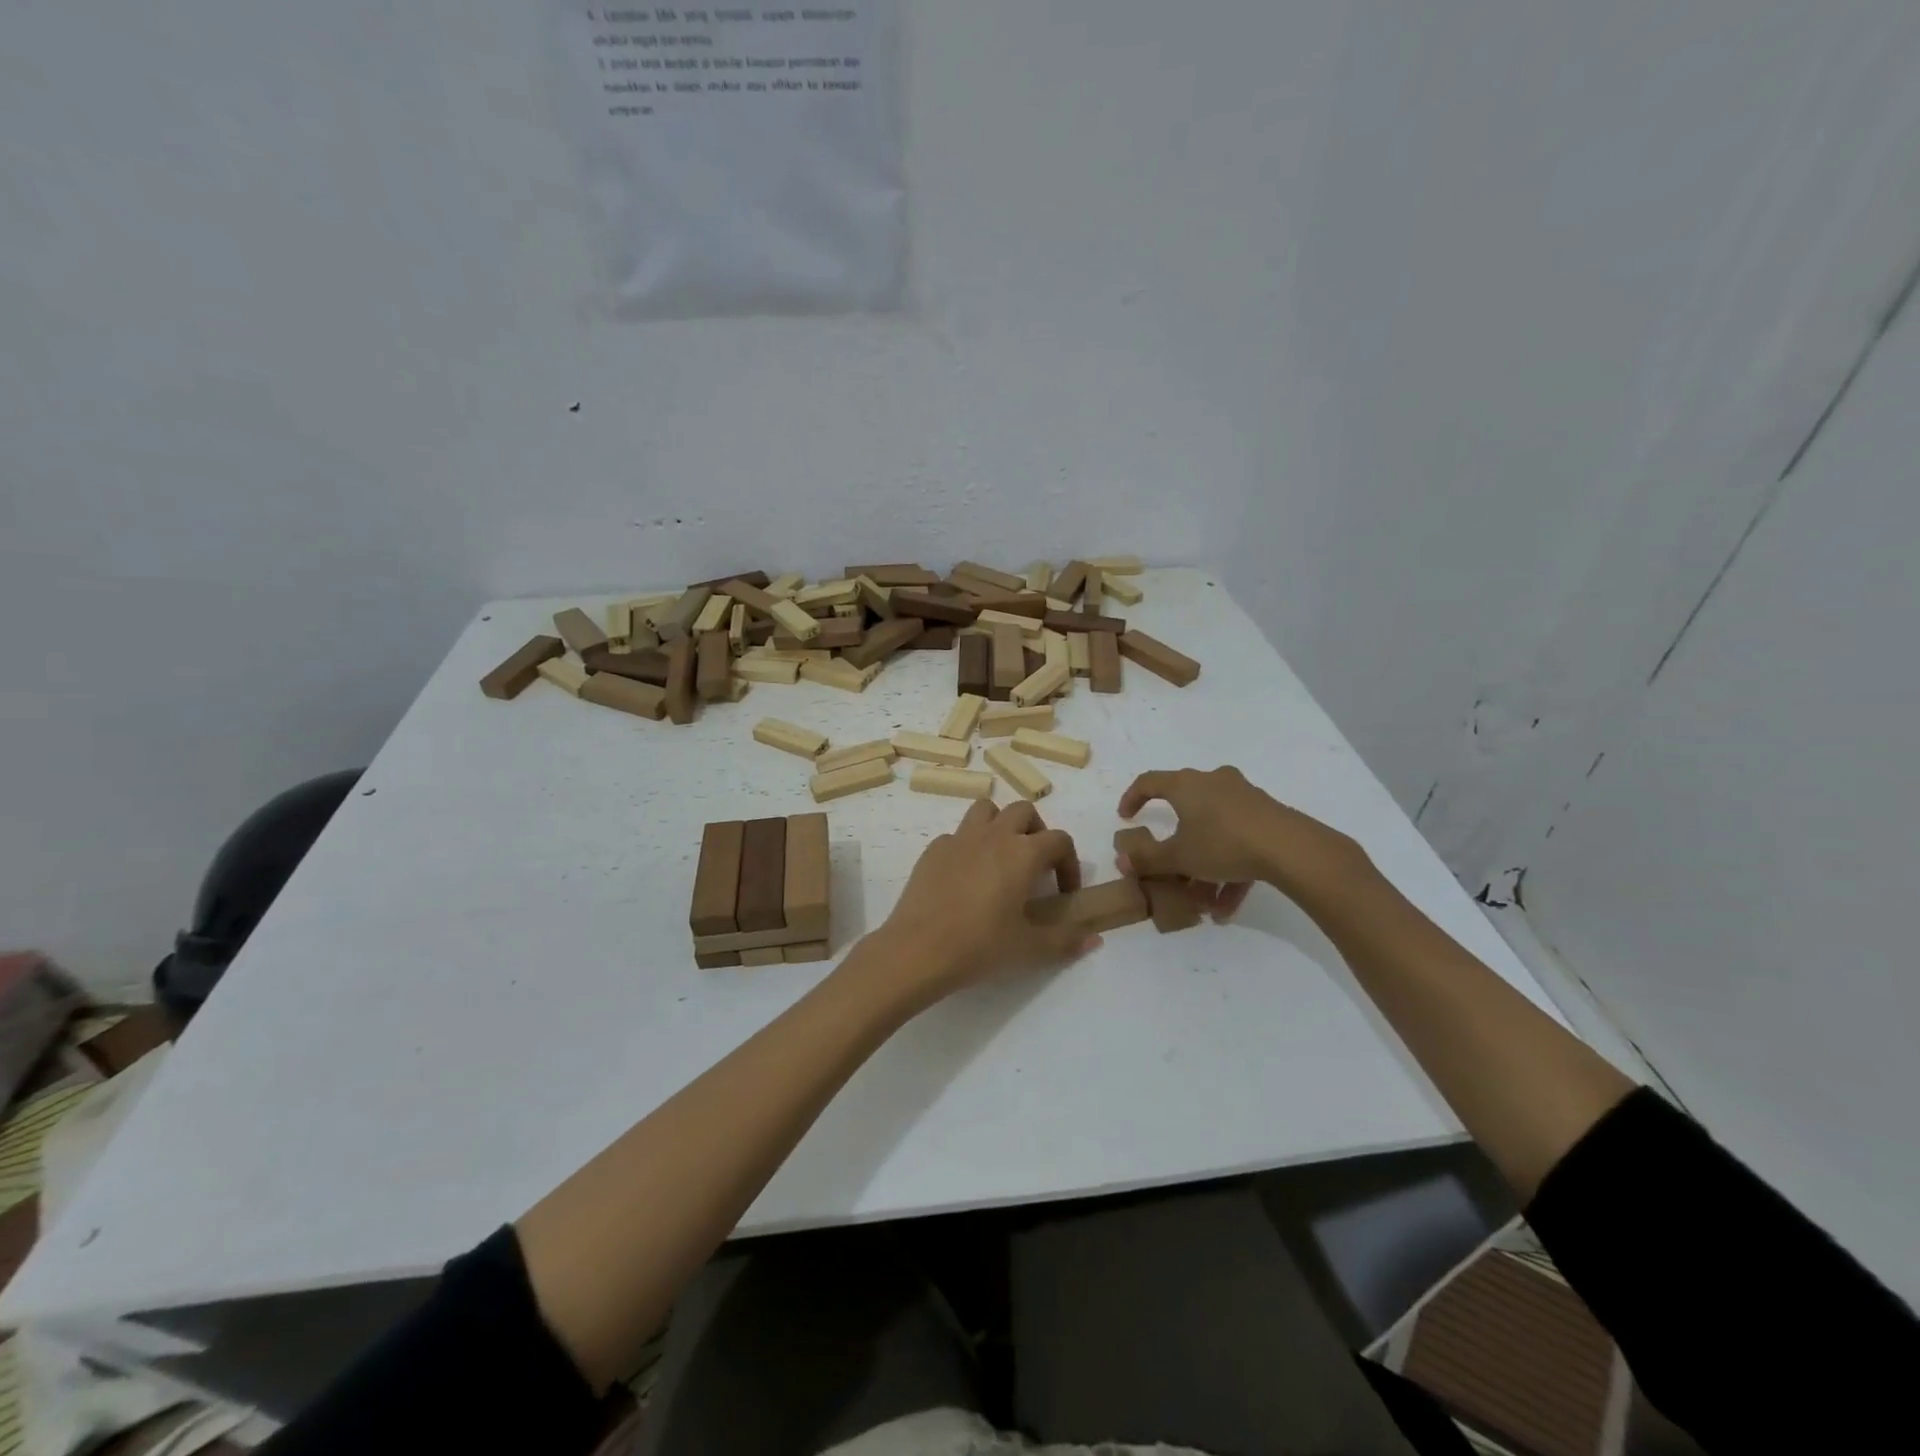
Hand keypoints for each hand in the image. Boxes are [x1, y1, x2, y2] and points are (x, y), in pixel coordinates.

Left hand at [872, 800, 1098, 1006]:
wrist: (918, 949)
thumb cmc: (980, 946)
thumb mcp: (1029, 948)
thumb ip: (1066, 940)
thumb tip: (1094, 938)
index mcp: (1022, 853)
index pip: (1059, 840)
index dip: (1069, 863)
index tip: (1064, 892)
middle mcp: (993, 835)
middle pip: (1023, 811)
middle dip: (1036, 831)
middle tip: (1035, 866)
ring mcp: (959, 838)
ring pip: (986, 810)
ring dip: (1000, 825)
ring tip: (1001, 858)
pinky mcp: (933, 849)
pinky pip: (957, 835)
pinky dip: (968, 846)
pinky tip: (965, 877)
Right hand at [1116, 766, 1371, 918]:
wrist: (1290, 848)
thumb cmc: (1223, 843)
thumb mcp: (1179, 857)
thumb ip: (1148, 859)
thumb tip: (1122, 860)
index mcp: (1186, 785)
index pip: (1149, 782)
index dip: (1132, 798)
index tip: (1125, 818)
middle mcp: (1213, 782)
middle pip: (1185, 808)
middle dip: (1175, 843)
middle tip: (1168, 863)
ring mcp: (1244, 798)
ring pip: (1213, 831)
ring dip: (1203, 865)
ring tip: (1202, 901)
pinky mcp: (1267, 816)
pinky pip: (1238, 841)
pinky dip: (1228, 869)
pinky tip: (1227, 906)